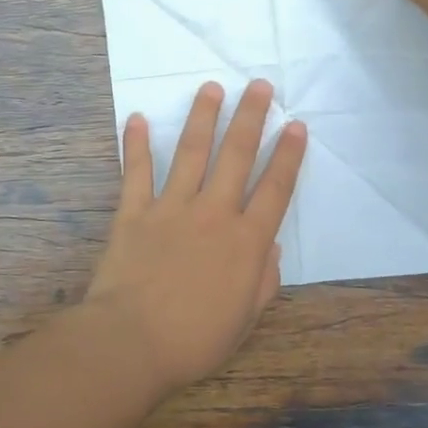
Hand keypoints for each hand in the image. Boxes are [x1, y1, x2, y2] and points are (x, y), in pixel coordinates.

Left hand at [84, 80, 306, 390]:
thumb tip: (270, 248)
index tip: (296, 126)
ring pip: (191, 153)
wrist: (132, 341)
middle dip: (251, 118)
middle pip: (236, 156)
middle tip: (260, 85)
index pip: (274, 189)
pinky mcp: (134, 213)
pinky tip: (136, 118)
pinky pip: (136, 173)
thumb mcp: (245, 319)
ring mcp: (171, 208)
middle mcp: (213, 213)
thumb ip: (263, 280)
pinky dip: (135, 145)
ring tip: (212, 88)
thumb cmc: (194, 339)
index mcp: (245, 242)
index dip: (288, 156)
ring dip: (203, 118)